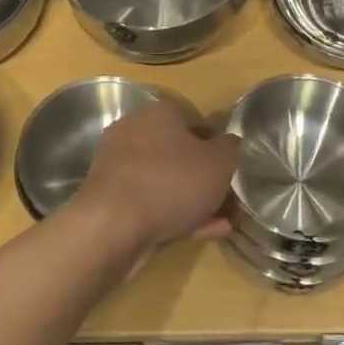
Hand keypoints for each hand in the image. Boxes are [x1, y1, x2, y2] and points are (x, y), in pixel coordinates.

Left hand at [75, 101, 239, 250]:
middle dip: (203, 174)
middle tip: (226, 194)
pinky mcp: (111, 199)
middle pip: (178, 150)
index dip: (217, 141)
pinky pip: (151, 202)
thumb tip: (230, 143)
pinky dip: (174, 214)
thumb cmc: (171, 182)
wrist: (112, 226)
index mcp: (159, 112)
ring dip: (192, 198)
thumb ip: (231, 149)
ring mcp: (119, 166)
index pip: (195, 118)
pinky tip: (200, 233)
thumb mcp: (219, 163)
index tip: (231, 165)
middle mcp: (134, 131)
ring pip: (165, 179)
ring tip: (221, 220)